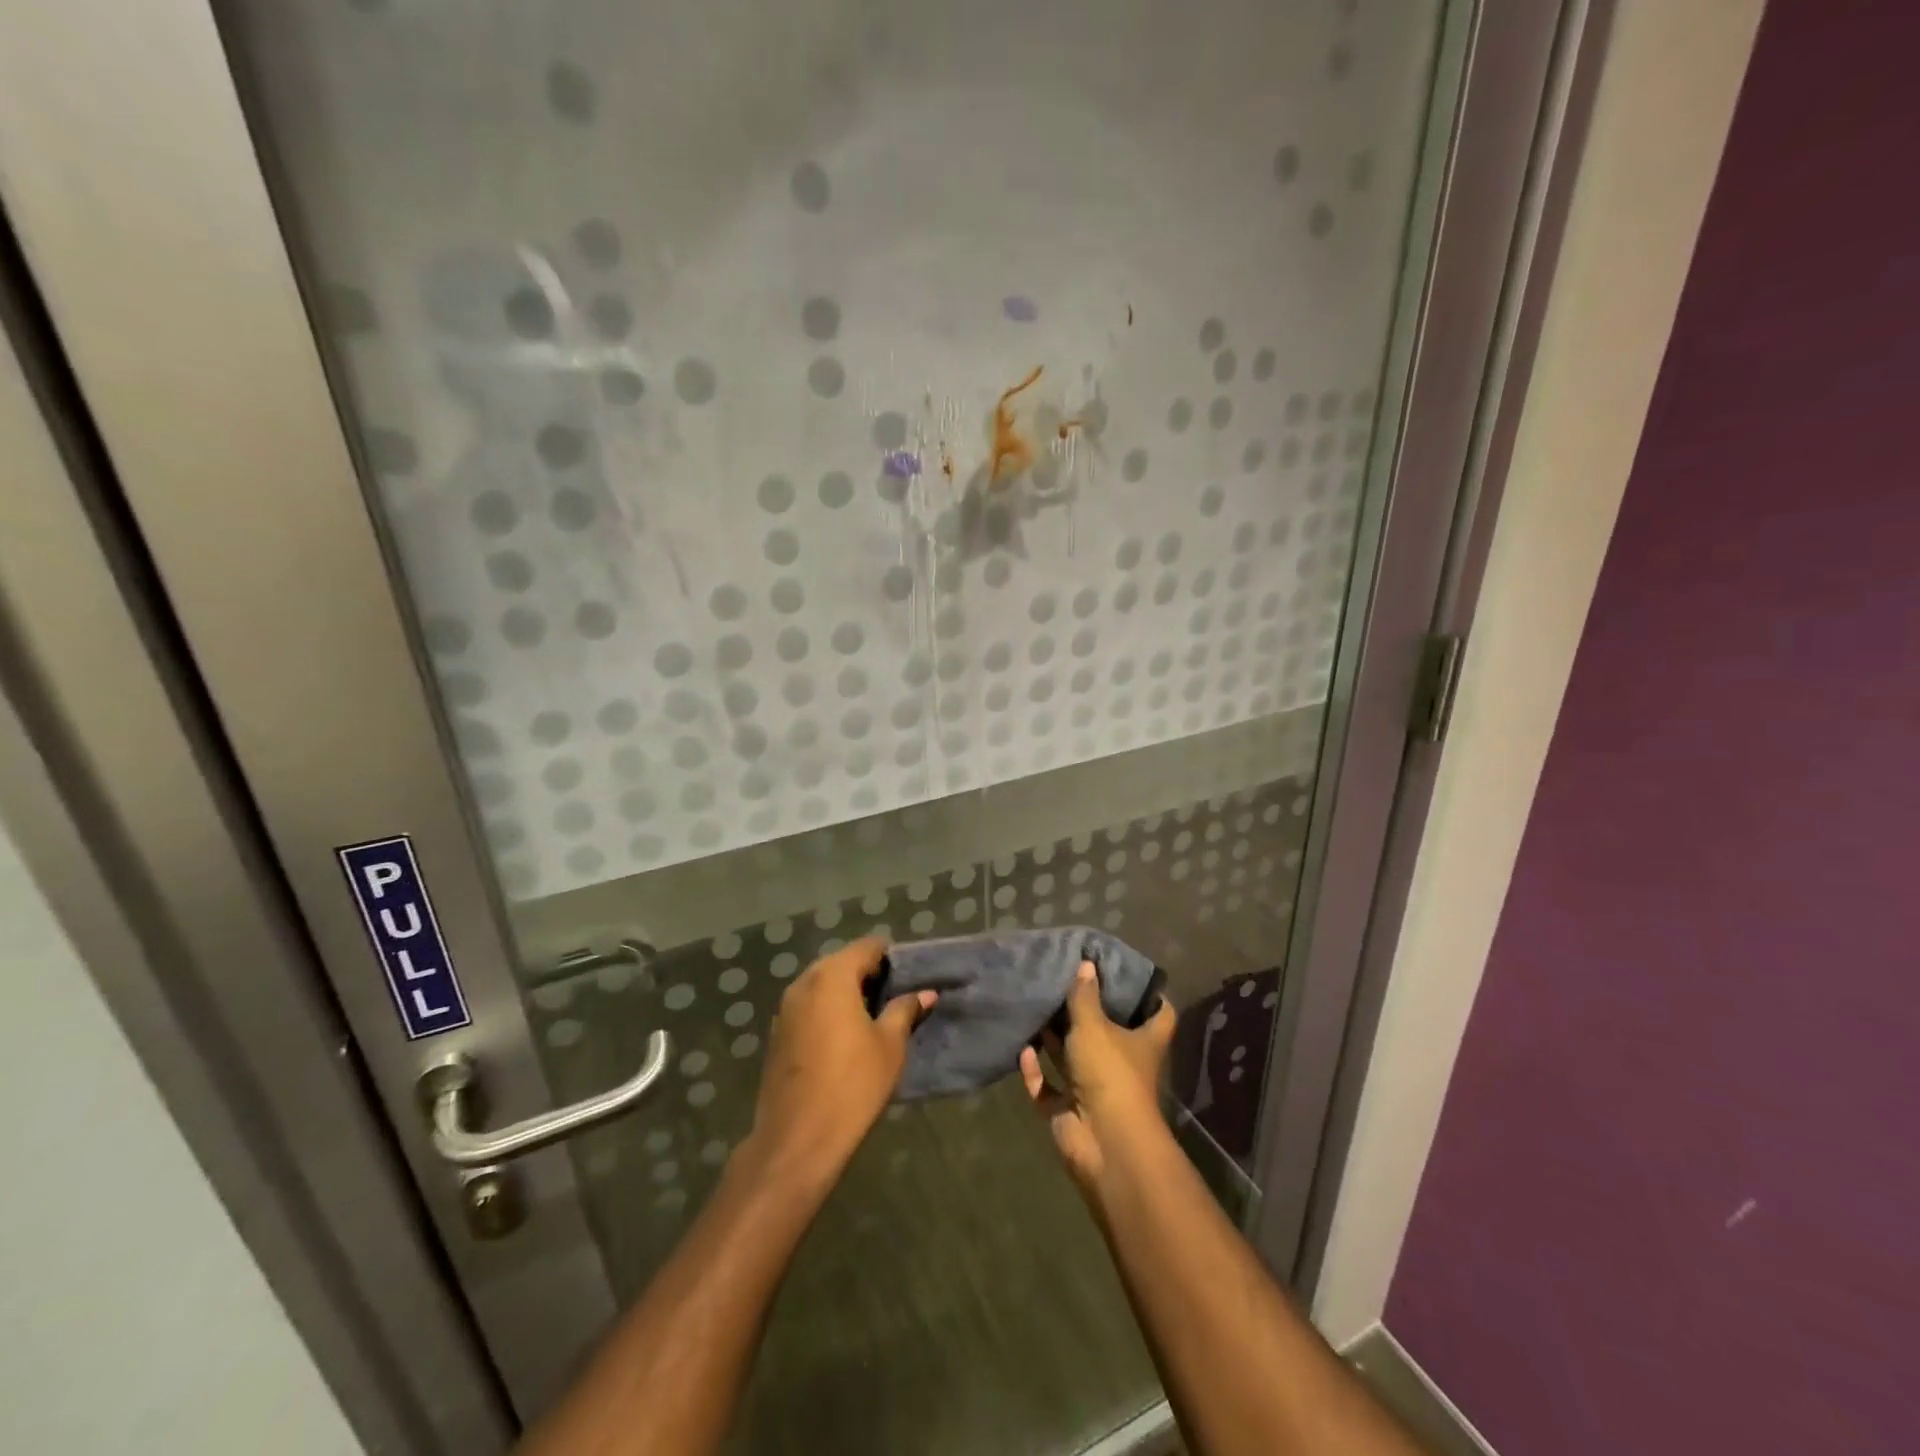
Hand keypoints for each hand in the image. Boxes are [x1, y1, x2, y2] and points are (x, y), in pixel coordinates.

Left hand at [748, 936, 933, 1191]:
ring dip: (848, 993)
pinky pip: (810, 1007)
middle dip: (869, 974)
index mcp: (832, 975)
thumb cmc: (853, 1084)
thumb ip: (904, 1010)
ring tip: (876, 1016)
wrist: (797, 1139)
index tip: (911, 974)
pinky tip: (847, 1036)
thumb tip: (924, 993)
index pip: (867, 947)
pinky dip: (829, 1011)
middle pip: (842, 963)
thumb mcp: (890, 1045)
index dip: (892, 957)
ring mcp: (786, 1008)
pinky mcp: (778, 1034)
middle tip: (897, 995)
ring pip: (823, 985)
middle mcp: (804, 982)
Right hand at [1020, 961, 1176, 1195]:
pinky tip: (1022, 1049)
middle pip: (1108, 1034)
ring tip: (1036, 1007)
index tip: (1130, 973)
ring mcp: (1095, 1090)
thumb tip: (1087, 964)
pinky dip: (1035, 1071)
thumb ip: (1085, 995)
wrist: (1103, 1142)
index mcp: (1144, 1043)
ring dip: (1055, 1039)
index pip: (1160, 1014)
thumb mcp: (1094, 1025)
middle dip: (1087, 1012)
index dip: (1151, 996)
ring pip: (1073, 1059)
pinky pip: (1048, 1087)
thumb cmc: (1110, 1073)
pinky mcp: (1069, 1112)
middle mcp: (1123, 1065)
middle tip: (1065, 982)